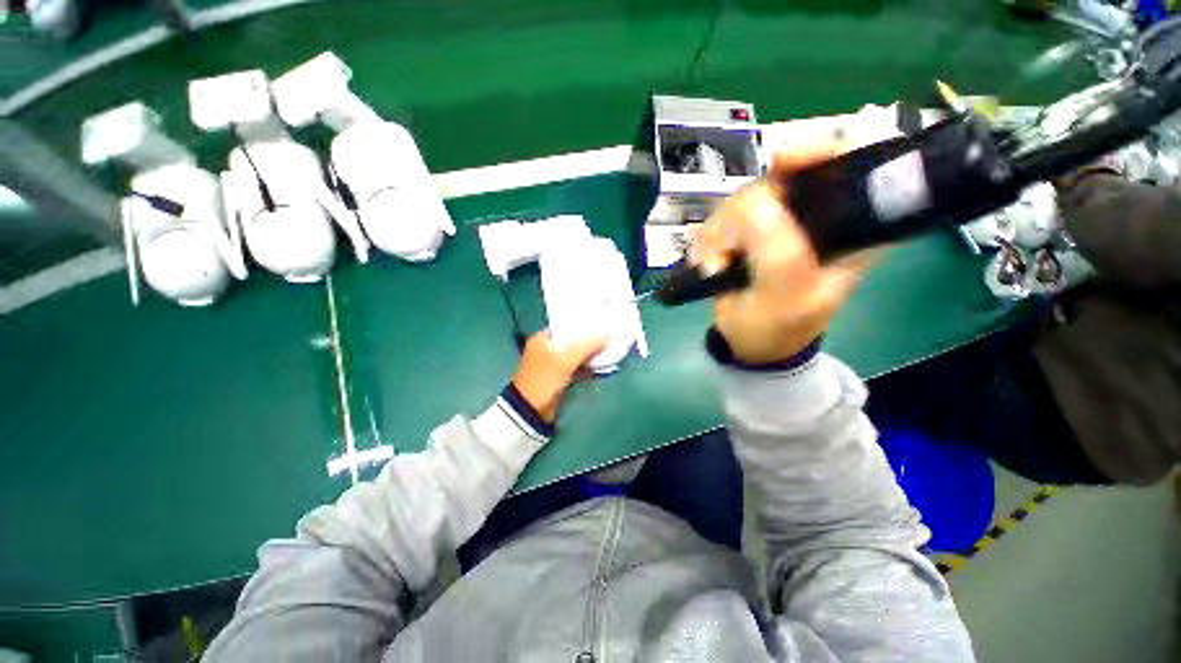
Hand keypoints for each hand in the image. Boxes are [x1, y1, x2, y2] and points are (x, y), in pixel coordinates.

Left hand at [512, 331, 608, 422]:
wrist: (530, 412)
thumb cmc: (544, 380)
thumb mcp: (566, 361)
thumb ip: (587, 346)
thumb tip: (607, 335)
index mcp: (541, 339)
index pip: (565, 325)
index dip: (582, 324)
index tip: (599, 323)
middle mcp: (546, 348)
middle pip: (571, 341)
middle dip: (588, 340)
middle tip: (607, 336)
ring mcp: (552, 364)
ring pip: (574, 355)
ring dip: (589, 354)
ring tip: (608, 348)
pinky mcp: (558, 378)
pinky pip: (575, 368)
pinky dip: (586, 367)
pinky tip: (602, 365)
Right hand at [693, 142, 876, 363]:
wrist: (749, 341)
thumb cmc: (777, 326)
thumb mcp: (785, 297)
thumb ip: (779, 252)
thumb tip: (758, 200)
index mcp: (851, 226)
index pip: (852, 161)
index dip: (820, 149)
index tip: (782, 161)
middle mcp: (818, 213)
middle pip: (780, 177)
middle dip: (743, 215)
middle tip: (726, 254)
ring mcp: (780, 219)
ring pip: (744, 196)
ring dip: (719, 233)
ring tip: (715, 266)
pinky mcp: (750, 229)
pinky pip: (722, 215)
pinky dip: (708, 239)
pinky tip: (709, 262)